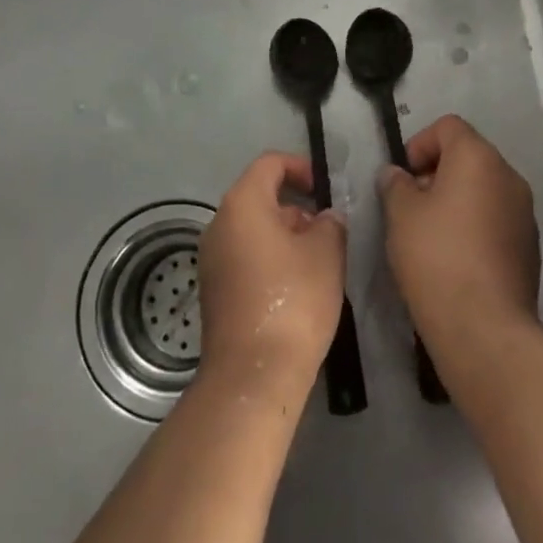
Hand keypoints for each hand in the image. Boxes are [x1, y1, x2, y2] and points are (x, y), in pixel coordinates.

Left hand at [197, 153, 346, 403]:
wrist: (253, 378)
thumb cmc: (292, 303)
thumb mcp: (326, 254)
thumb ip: (330, 224)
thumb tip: (325, 218)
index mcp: (242, 204)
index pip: (270, 164)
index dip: (300, 167)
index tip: (326, 189)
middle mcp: (219, 224)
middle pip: (260, 197)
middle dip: (296, 207)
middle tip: (328, 231)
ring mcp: (212, 259)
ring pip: (253, 230)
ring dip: (285, 236)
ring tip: (318, 262)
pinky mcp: (214, 291)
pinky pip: (244, 257)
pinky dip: (270, 259)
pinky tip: (296, 288)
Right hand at [378, 115, 539, 352]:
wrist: (485, 328)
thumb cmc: (436, 257)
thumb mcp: (400, 214)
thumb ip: (395, 184)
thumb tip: (397, 175)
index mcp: (478, 158)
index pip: (448, 126)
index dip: (420, 143)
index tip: (404, 177)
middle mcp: (508, 176)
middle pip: (469, 156)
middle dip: (437, 172)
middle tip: (412, 205)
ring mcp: (524, 213)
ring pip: (484, 189)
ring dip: (457, 200)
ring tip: (431, 234)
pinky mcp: (530, 247)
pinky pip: (496, 219)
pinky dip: (475, 225)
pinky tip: (455, 258)